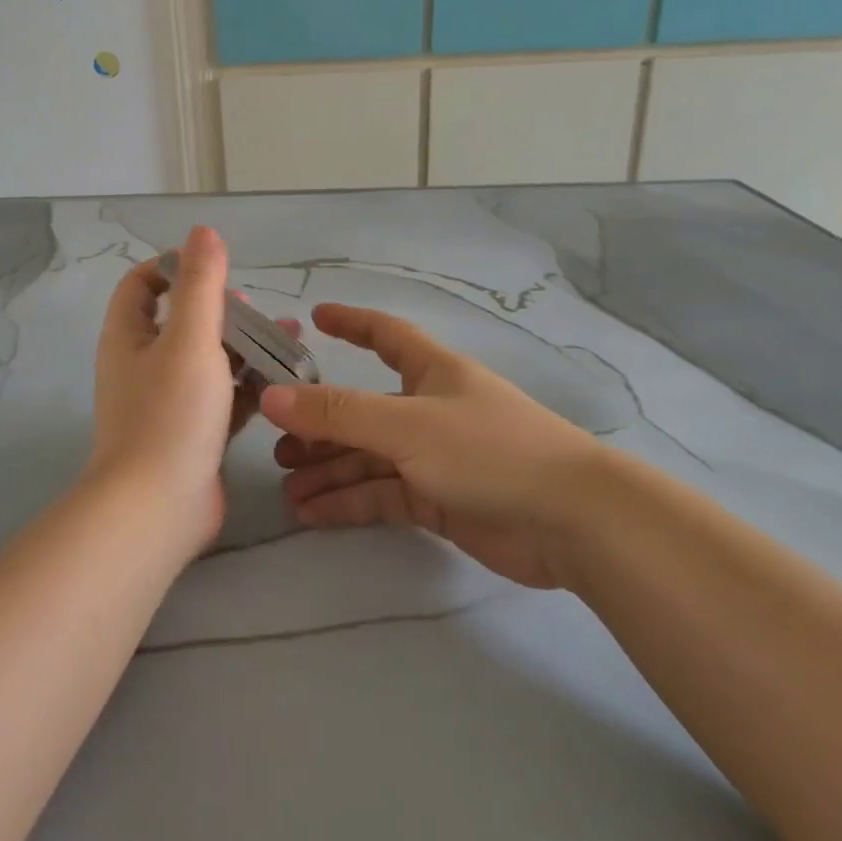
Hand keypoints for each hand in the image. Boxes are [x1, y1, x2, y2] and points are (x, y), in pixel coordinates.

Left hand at [86, 227, 289, 556]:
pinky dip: (250, 386)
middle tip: (257, 310)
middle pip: (182, 322)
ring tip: (289, 338)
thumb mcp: (189, 338)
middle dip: (223, 310)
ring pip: (209, 361)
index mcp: (130, 337)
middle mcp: (144, 366)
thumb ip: (200, 283)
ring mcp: (169, 403)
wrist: (157, 509)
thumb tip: (204, 231)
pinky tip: (285, 380)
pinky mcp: (194, 435)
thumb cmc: (170, 414)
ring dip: (244, 347)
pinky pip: (224, 399)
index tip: (214, 265)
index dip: (173, 267)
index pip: (142, 285)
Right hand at [260, 304, 610, 589]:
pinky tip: (313, 514)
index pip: (385, 335)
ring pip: (370, 458)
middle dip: (322, 425)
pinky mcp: (441, 501)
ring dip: (330, 472)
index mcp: (431, 372)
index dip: (352, 323)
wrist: (570, 521)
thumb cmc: (487, 450)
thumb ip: (337, 413)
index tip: (315, 319)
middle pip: (364, 410)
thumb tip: (271, 396)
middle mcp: (431, 409)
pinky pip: (384, 495)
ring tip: (288, 491)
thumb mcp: (405, 425)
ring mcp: (436, 458)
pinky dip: (350, 503)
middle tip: (279, 447)